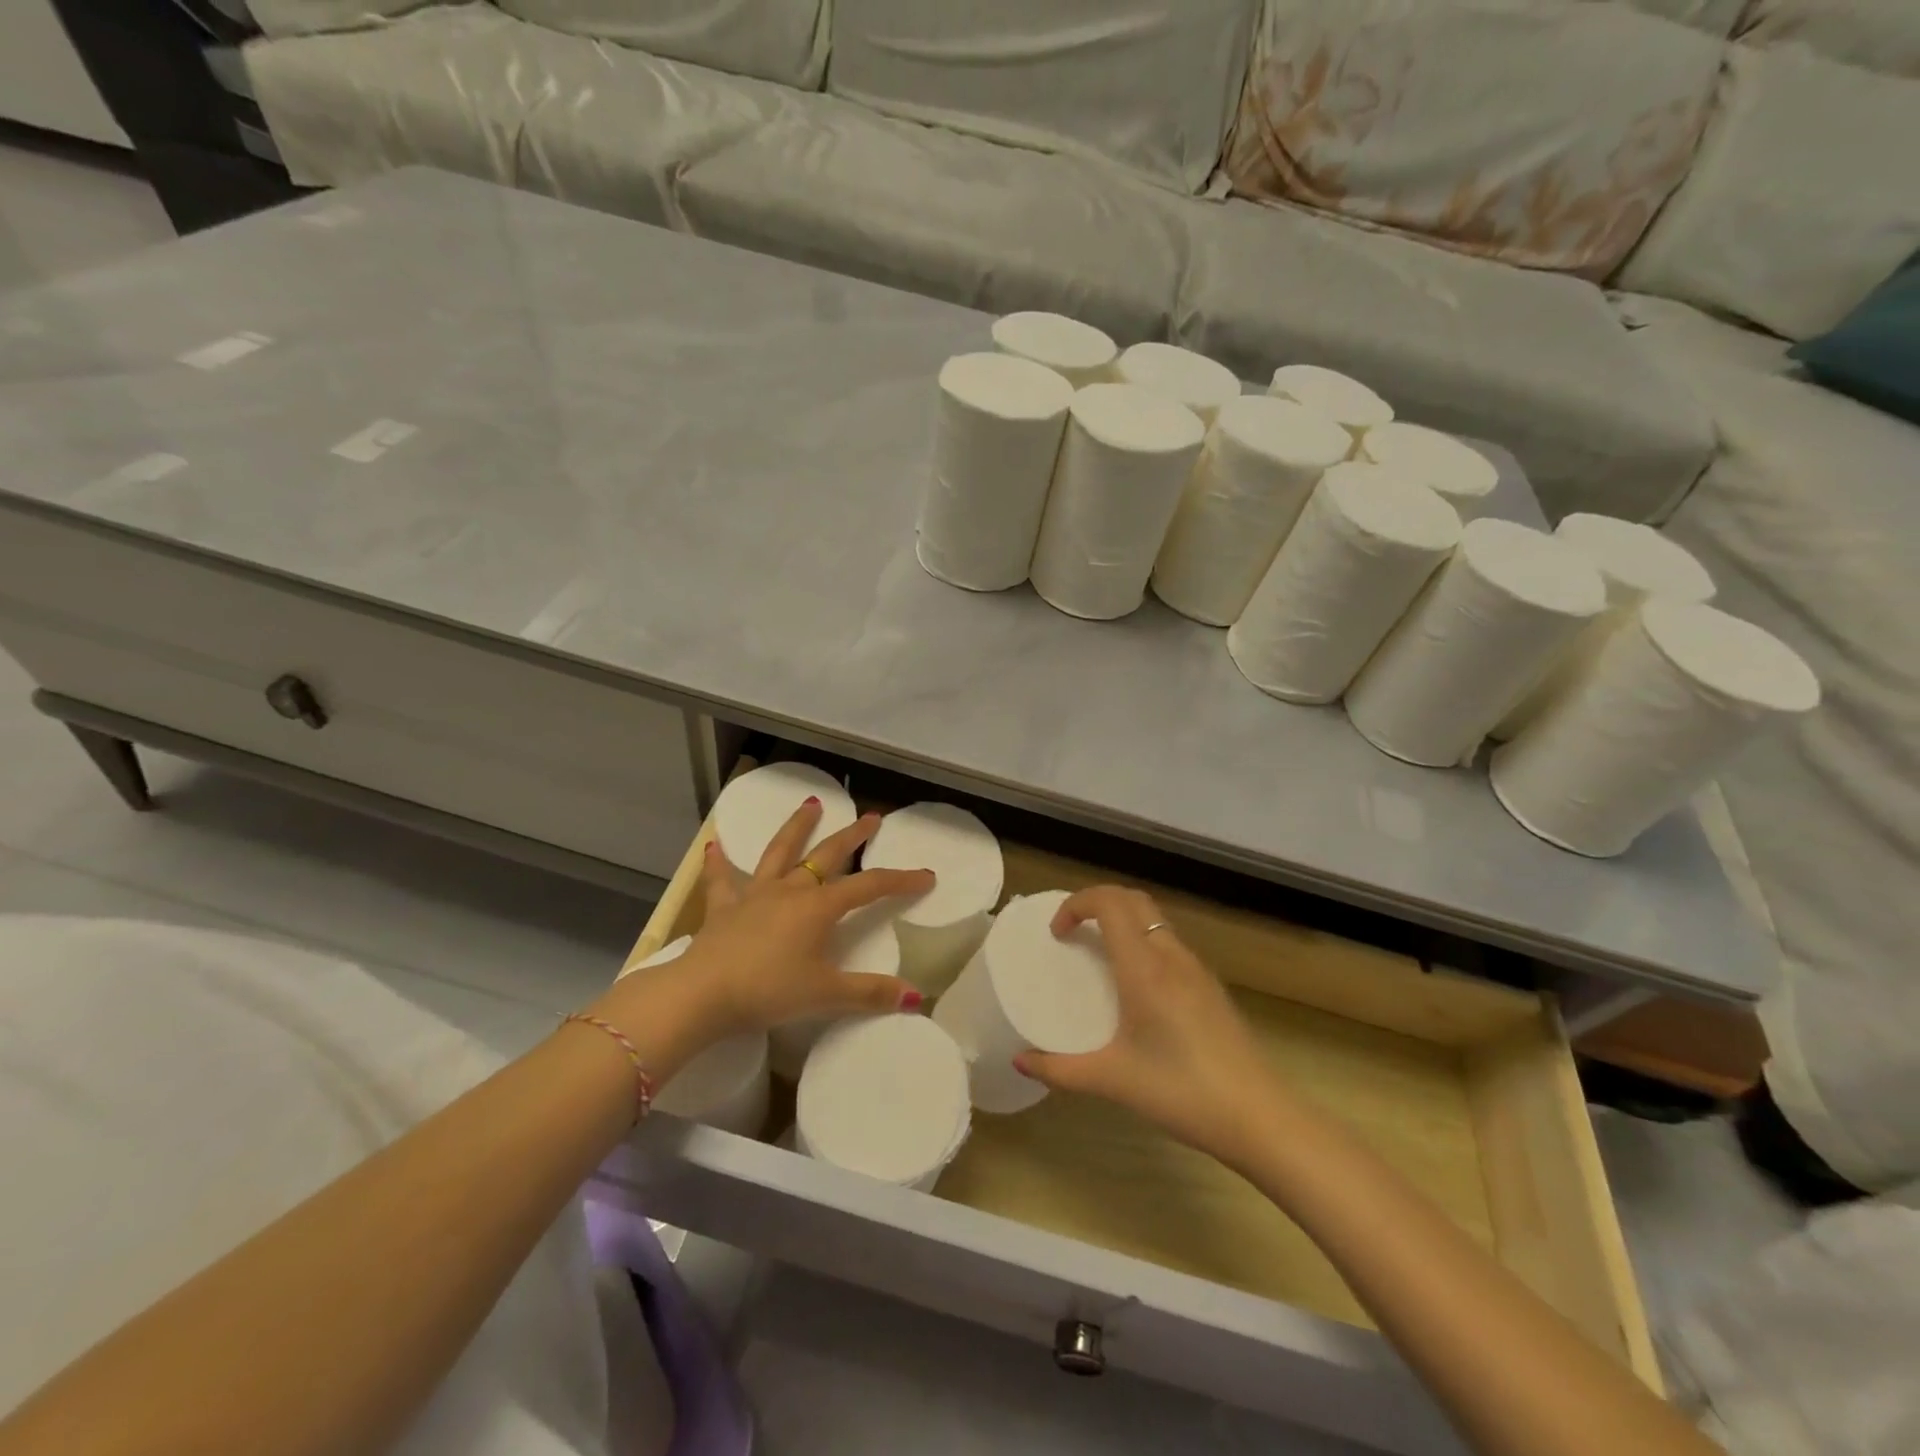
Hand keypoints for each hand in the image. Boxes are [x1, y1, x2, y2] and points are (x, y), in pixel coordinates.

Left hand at [606, 798, 934, 1045]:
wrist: (702, 993)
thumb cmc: (769, 990)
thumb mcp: (825, 994)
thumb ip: (870, 992)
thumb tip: (916, 996)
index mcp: (819, 907)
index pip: (869, 887)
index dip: (900, 880)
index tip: (926, 876)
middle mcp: (790, 890)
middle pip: (827, 855)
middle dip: (853, 836)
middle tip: (871, 817)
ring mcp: (755, 895)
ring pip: (780, 852)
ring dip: (796, 828)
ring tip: (809, 804)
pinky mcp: (723, 908)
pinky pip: (722, 880)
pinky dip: (719, 863)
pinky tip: (714, 846)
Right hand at [1013, 885, 1276, 1163]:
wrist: (1260, 1117)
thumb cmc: (1182, 1091)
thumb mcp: (1113, 1081)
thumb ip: (1061, 1070)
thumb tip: (1021, 1063)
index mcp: (1144, 968)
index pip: (1109, 902)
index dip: (1076, 904)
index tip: (1057, 934)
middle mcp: (1171, 956)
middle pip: (1132, 899)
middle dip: (1097, 902)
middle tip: (1072, 932)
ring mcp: (1195, 969)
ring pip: (1154, 919)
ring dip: (1121, 920)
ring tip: (1097, 955)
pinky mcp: (1209, 986)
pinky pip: (1168, 943)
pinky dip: (1141, 941)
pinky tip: (1134, 986)